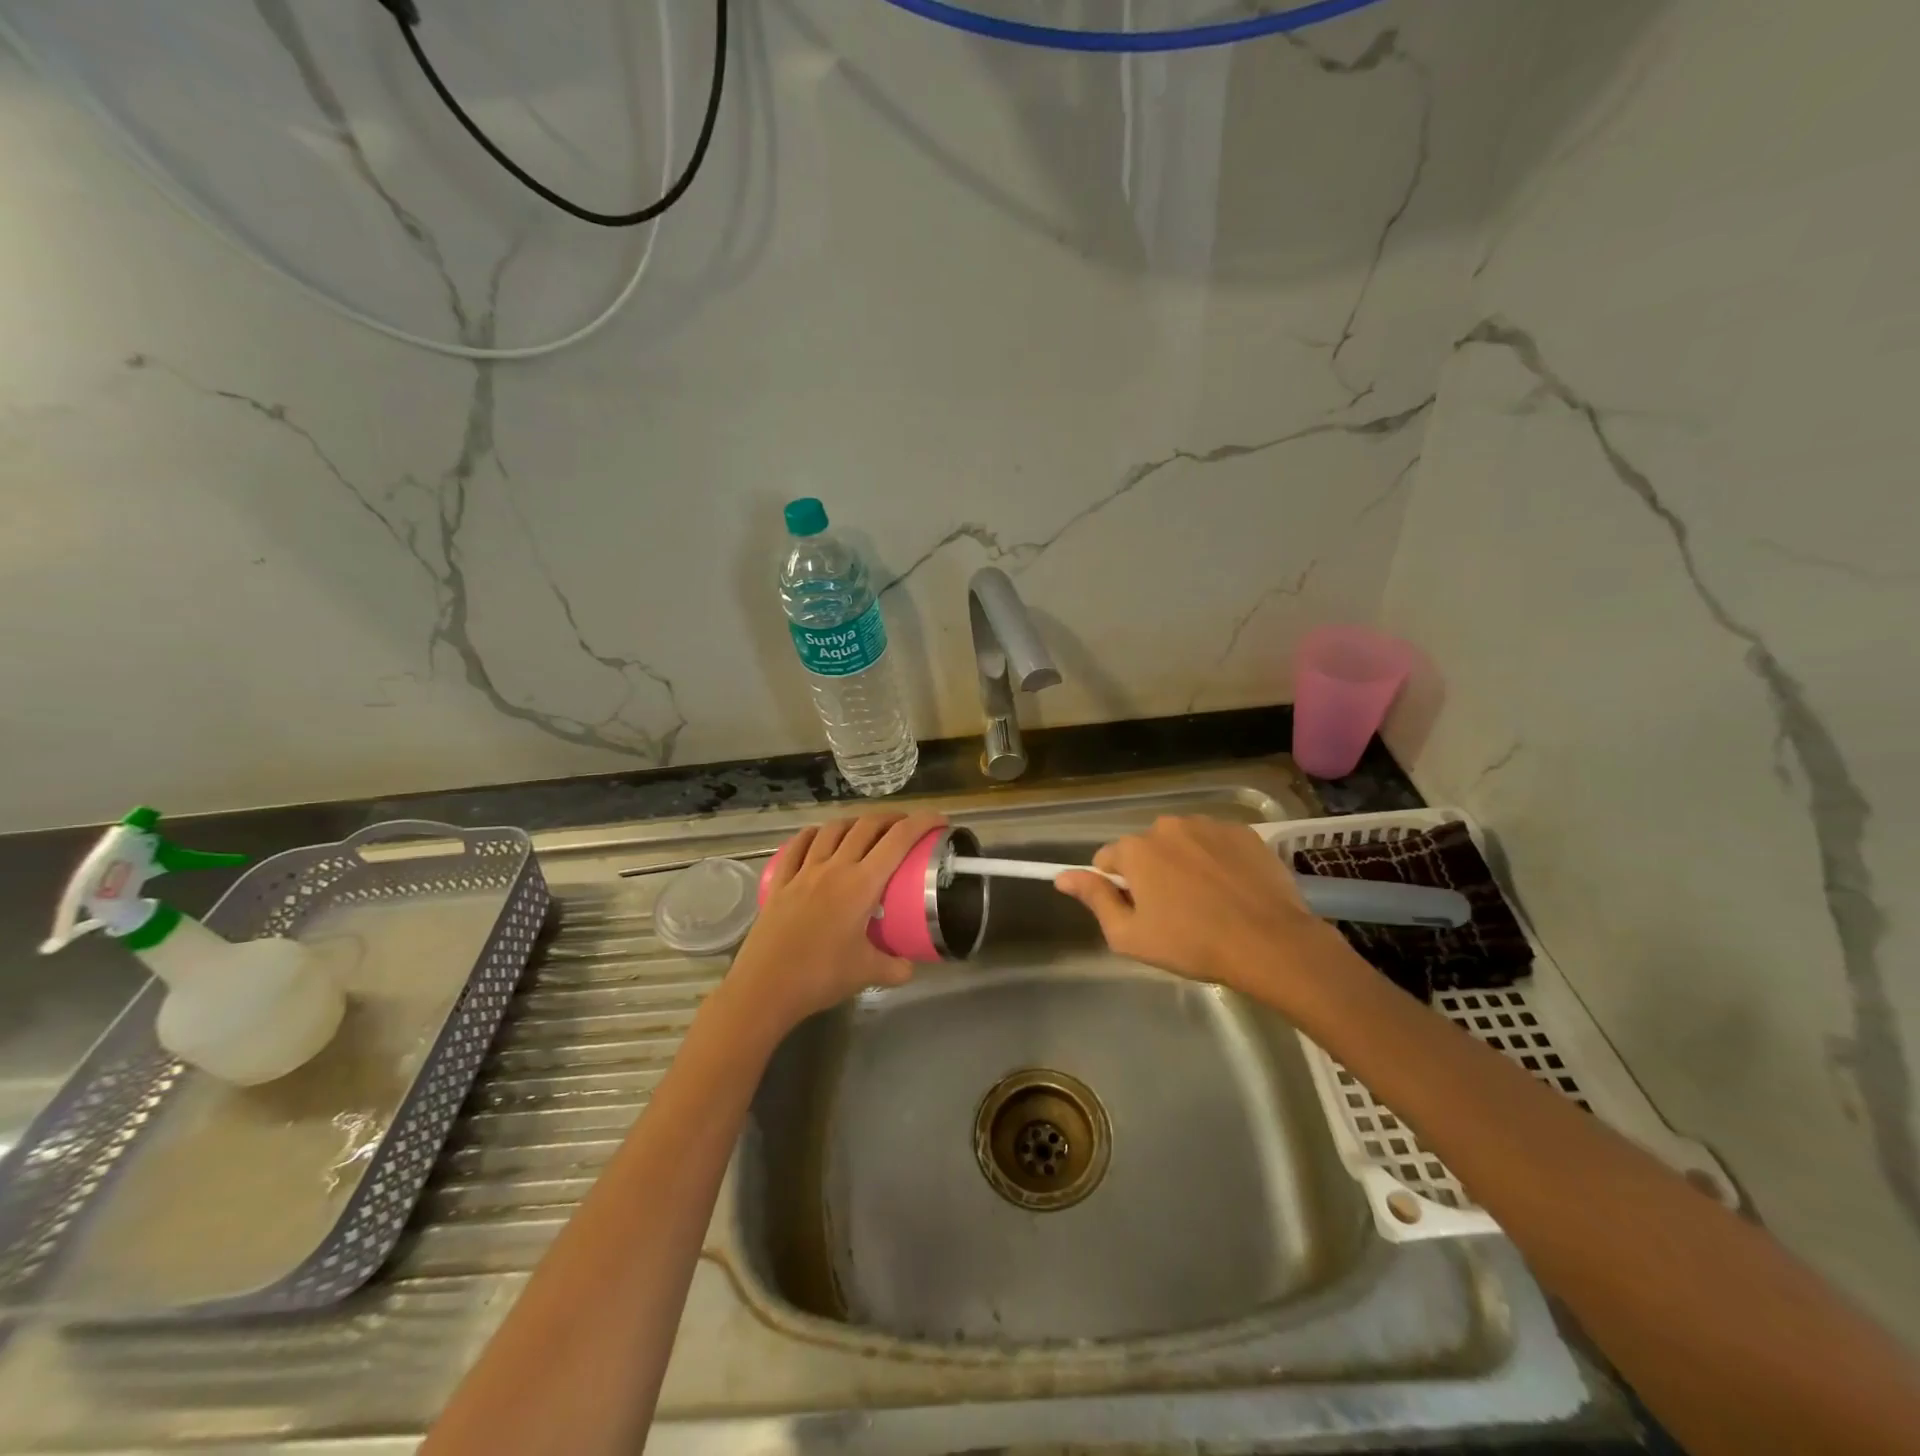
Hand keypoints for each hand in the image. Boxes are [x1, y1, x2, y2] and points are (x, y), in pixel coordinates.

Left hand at [718, 811, 947, 1040]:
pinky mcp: (779, 882)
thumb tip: (910, 966)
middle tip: (907, 825)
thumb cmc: (820, 977)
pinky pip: (798, 846)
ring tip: (866, 829)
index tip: (939, 820)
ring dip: (855, 822)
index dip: (922, 823)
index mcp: (861, 884)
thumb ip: (895, 967)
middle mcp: (834, 868)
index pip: (898, 840)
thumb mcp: (867, 974)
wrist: (765, 988)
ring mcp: (803, 872)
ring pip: (832, 830)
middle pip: (866, 826)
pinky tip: (819, 837)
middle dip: (892, 818)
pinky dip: (813, 834)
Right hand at [1055, 816, 1347, 1007]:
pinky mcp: (1243, 832)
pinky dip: (1217, 861)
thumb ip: (1094, 899)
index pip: (1108, 860)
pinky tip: (1232, 891)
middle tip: (1174, 912)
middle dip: (1152, 873)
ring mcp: (1208, 825)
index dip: (1117, 888)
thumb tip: (1062, 876)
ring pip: (1182, 843)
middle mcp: (1168, 826)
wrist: (1271, 943)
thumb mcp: (1129, 935)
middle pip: (1146, 849)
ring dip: (1184, 864)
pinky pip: (1216, 843)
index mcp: (1136, 849)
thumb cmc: (1192, 943)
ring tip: (1207, 902)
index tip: (1138, 912)